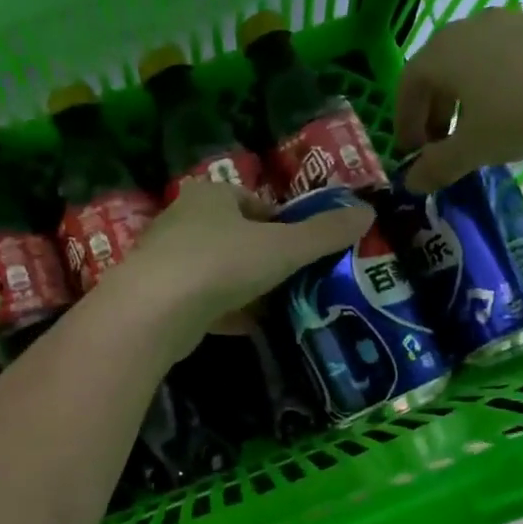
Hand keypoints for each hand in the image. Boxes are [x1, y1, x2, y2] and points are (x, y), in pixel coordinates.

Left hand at [104, 180, 372, 348]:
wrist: (154, 311)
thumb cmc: (222, 262)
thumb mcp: (284, 247)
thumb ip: (325, 233)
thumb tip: (369, 213)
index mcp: (212, 195)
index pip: (255, 203)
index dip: (284, 224)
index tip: (305, 250)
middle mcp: (185, 220)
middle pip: (237, 237)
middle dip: (266, 258)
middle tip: (296, 280)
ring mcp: (168, 260)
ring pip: (219, 271)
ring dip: (247, 287)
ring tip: (279, 306)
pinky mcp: (161, 297)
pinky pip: (204, 301)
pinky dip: (227, 312)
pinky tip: (250, 328)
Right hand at [395, 9, 522, 192]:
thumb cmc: (521, 110)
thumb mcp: (474, 147)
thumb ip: (438, 166)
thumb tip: (411, 184)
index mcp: (440, 54)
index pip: (407, 85)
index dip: (405, 121)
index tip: (413, 152)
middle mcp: (466, 30)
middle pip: (437, 72)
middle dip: (433, 112)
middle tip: (441, 146)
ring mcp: (506, 22)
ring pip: (470, 64)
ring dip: (463, 99)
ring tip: (477, 131)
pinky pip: (500, 58)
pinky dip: (492, 86)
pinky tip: (512, 112)